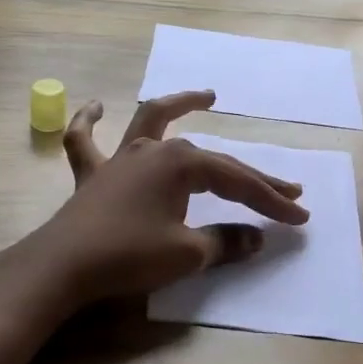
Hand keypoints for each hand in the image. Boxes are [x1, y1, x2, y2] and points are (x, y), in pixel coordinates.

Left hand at [29, 89, 309, 307]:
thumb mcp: (187, 253)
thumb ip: (224, 241)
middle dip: (252, 178)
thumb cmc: (129, 255)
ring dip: (180, 105)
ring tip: (207, 96)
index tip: (300, 216)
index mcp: (181, 164)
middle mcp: (154, 151)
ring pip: (153, 121)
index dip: (271, 200)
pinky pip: (86, 141)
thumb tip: (257, 239)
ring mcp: (121, 158)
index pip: (238, 182)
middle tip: (289, 189)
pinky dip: (89, 122)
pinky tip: (95, 106)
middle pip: (213, 161)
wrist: (62, 267)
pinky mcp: (93, 175)